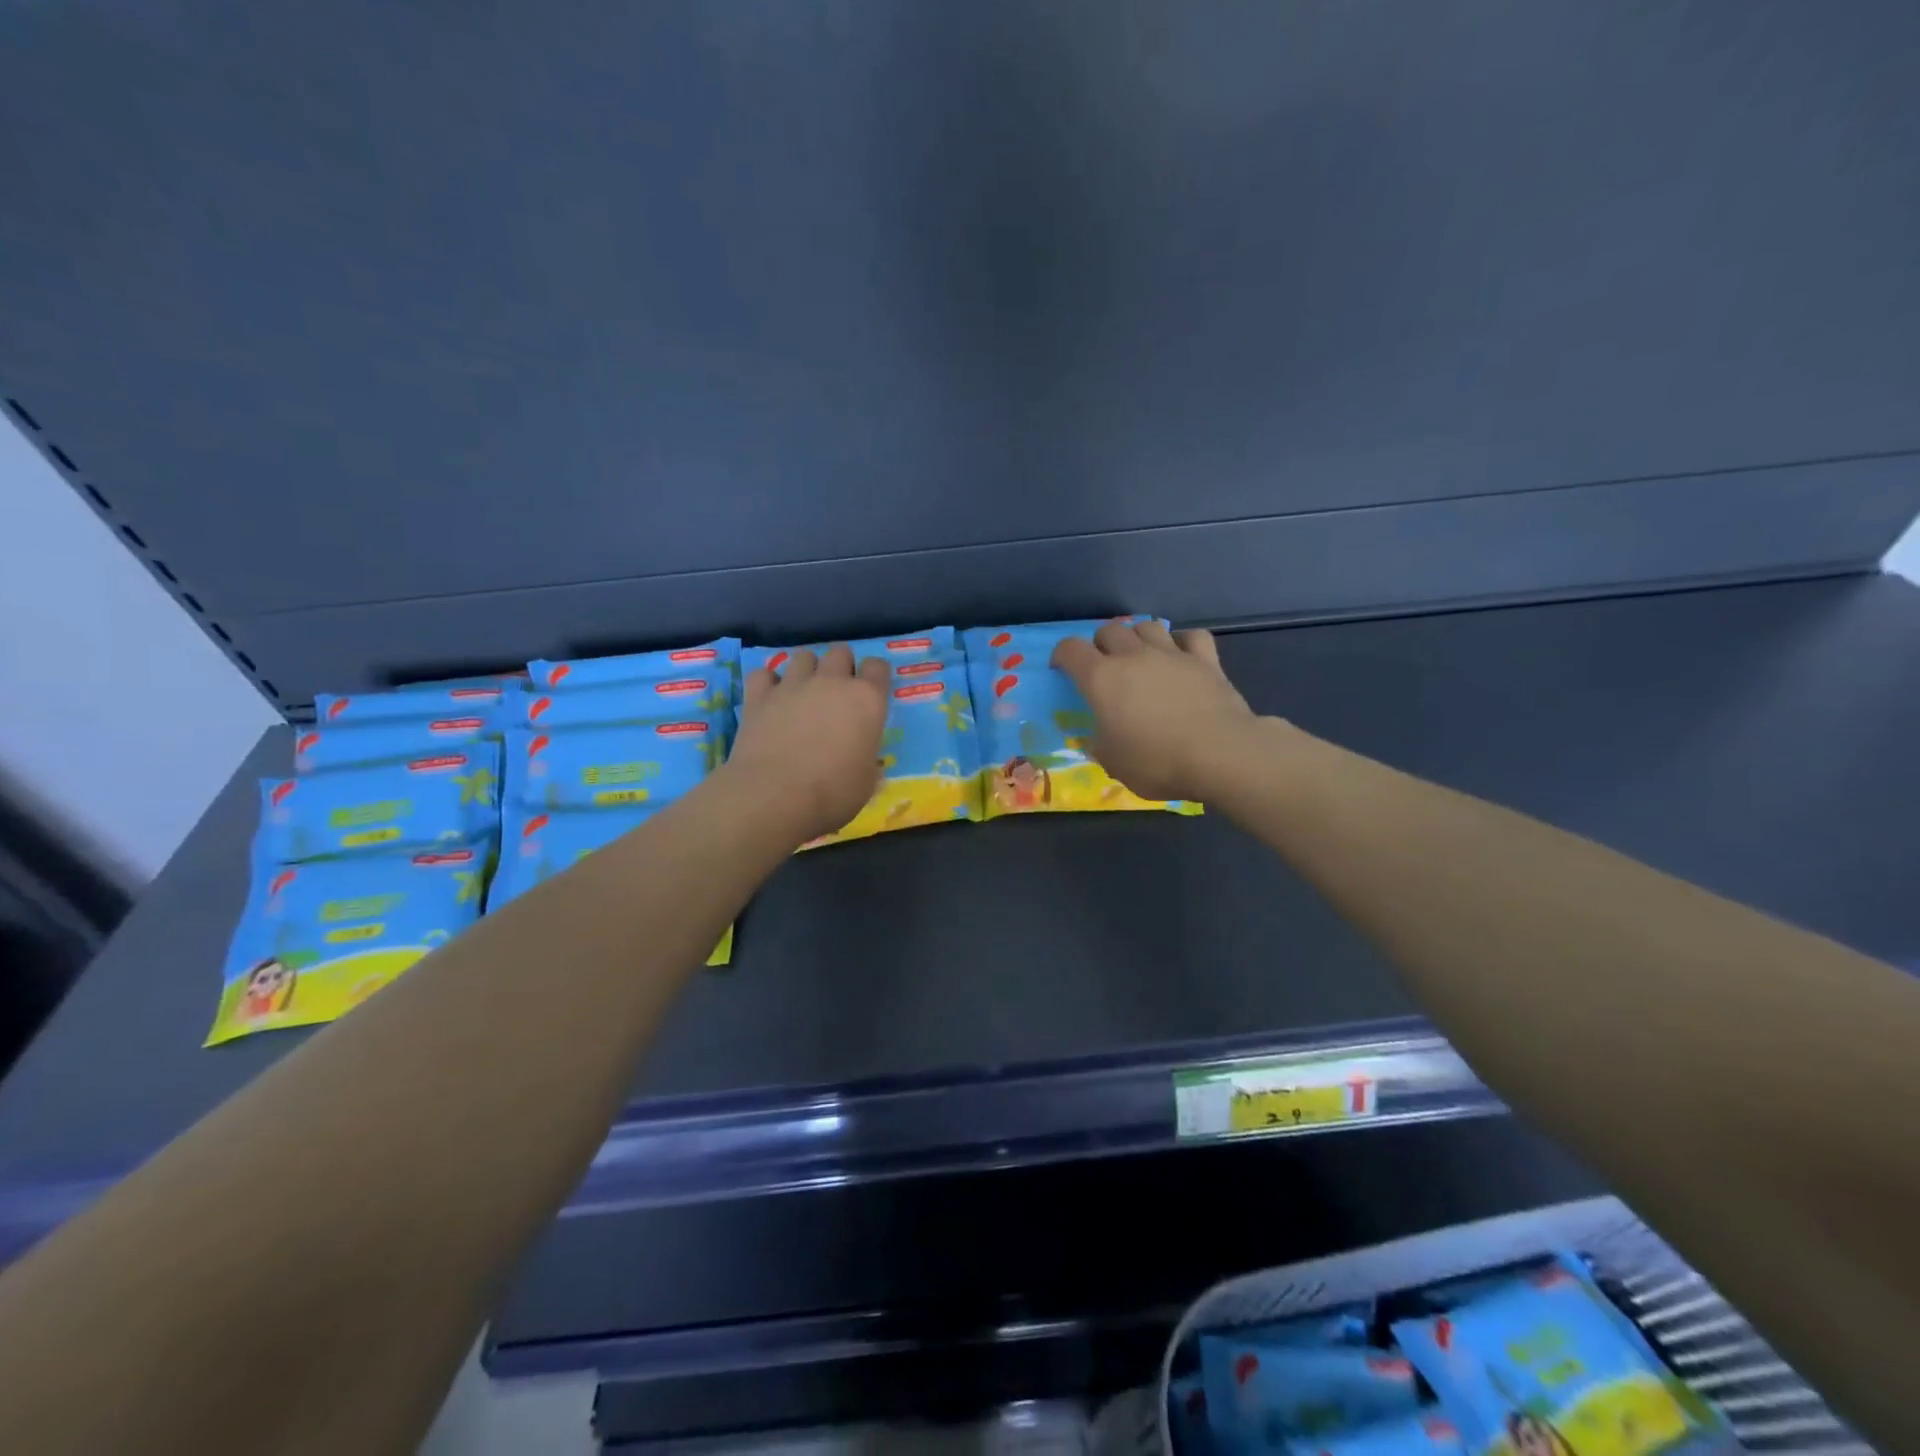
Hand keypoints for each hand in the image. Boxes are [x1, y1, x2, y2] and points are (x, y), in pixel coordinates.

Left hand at [727, 645, 890, 841]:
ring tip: (804, 692)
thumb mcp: (866, 784)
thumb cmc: (832, 793)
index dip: (875, 676)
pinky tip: (770, 698)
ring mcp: (793, 685)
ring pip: (804, 656)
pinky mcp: (759, 696)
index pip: (878, 667)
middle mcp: (832, 683)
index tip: (871, 693)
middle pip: (841, 652)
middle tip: (838, 693)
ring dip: (808, 669)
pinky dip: (768, 683)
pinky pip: (763, 674)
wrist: (774, 796)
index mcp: (867, 701)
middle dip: (842, 666)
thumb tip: (865, 761)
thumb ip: (868, 762)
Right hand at [1051, 622, 1256, 802]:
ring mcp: (1171, 654)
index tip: (1062, 670)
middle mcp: (1133, 656)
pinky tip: (1180, 656)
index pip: (1070, 650)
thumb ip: (1100, 744)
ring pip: (1147, 625)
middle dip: (1100, 644)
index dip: (1062, 656)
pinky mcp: (1205, 660)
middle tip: (1103, 667)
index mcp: (1101, 679)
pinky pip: (1191, 637)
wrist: (1219, 755)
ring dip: (1137, 638)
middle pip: (1109, 630)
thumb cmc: (1156, 762)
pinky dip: (1182, 642)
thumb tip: (1098, 737)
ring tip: (1140, 657)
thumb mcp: (1113, 763)